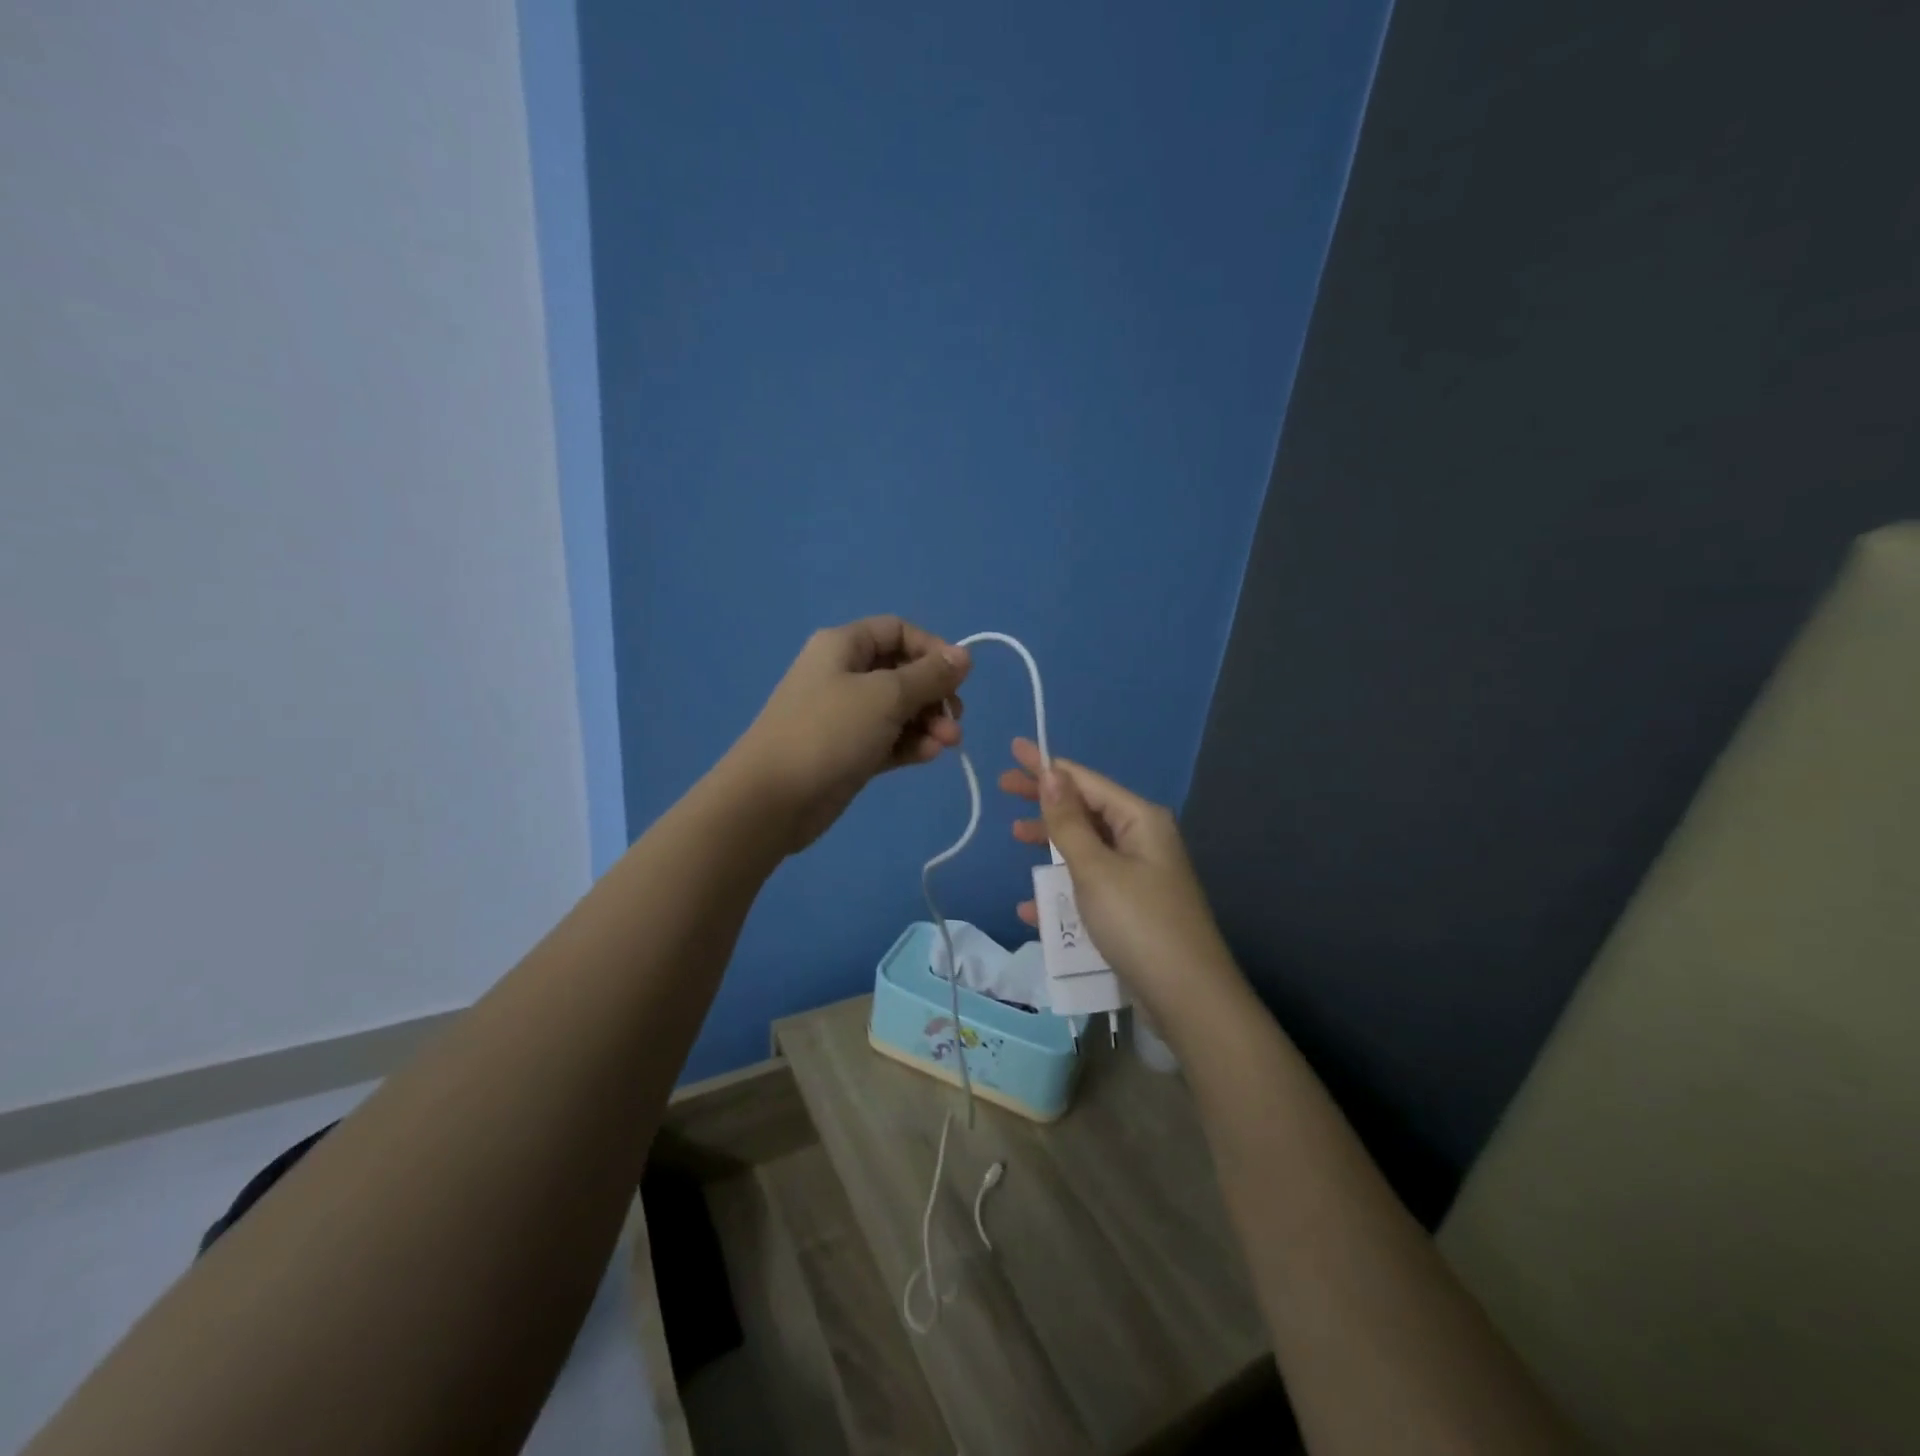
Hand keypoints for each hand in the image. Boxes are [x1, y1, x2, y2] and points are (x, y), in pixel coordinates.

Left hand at [727, 616, 970, 852]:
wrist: (773, 799)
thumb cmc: (829, 732)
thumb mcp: (886, 696)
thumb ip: (930, 675)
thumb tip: (964, 655)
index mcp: (843, 646)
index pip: (898, 631)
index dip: (932, 649)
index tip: (957, 678)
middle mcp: (843, 674)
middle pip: (903, 672)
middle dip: (934, 695)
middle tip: (954, 721)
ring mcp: (845, 715)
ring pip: (899, 709)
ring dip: (928, 723)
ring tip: (946, 745)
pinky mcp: (848, 751)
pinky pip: (888, 739)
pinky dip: (910, 744)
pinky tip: (927, 756)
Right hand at [1000, 737, 1237, 1020]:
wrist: (1188, 998)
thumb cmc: (1138, 922)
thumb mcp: (1095, 868)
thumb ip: (1068, 821)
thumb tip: (1051, 773)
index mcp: (1140, 820)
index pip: (1085, 781)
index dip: (1047, 765)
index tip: (1014, 749)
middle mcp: (1143, 840)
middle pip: (1086, 810)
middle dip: (1046, 801)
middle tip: (1004, 788)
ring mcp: (1140, 876)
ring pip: (1086, 848)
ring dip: (1052, 845)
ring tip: (1016, 838)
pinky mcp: (1134, 909)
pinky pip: (1091, 886)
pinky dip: (1063, 890)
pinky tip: (1031, 907)